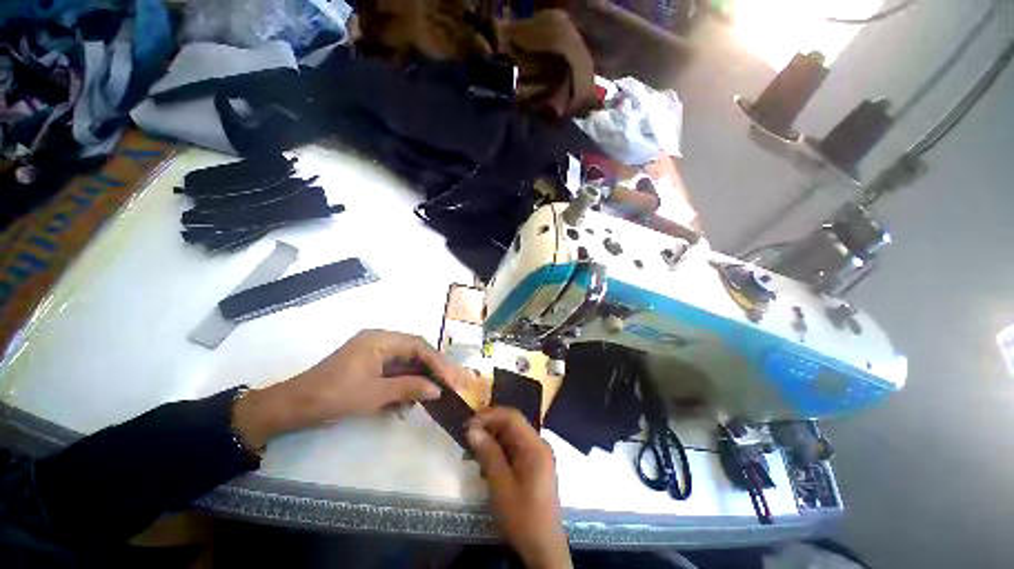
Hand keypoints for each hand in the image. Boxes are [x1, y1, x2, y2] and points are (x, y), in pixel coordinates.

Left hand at [234, 329, 465, 446]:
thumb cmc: (332, 396)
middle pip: (415, 352)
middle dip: (433, 369)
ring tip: (432, 396)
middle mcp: (380, 341)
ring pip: (407, 363)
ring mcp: (375, 354)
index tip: (452, 378)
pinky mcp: (371, 367)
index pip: (418, 346)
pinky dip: (404, 385)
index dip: (438, 361)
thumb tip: (438, 389)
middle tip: (451, 384)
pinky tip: (408, 402)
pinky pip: (395, 372)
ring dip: (419, 379)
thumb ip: (409, 388)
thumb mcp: (374, 394)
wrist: (293, 408)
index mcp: (380, 340)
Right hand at [467, 408, 571, 568]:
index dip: (489, 415)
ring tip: (472, 452)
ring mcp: (537, 455)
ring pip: (511, 437)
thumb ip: (488, 454)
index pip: (512, 417)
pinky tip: (484, 464)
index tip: (468, 424)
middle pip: (512, 425)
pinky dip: (499, 452)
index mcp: (535, 446)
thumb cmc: (522, 516)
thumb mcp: (501, 485)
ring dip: (492, 441)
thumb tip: (472, 430)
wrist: (544, 548)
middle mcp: (538, 445)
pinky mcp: (534, 466)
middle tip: (467, 437)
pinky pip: (514, 450)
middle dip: (489, 427)